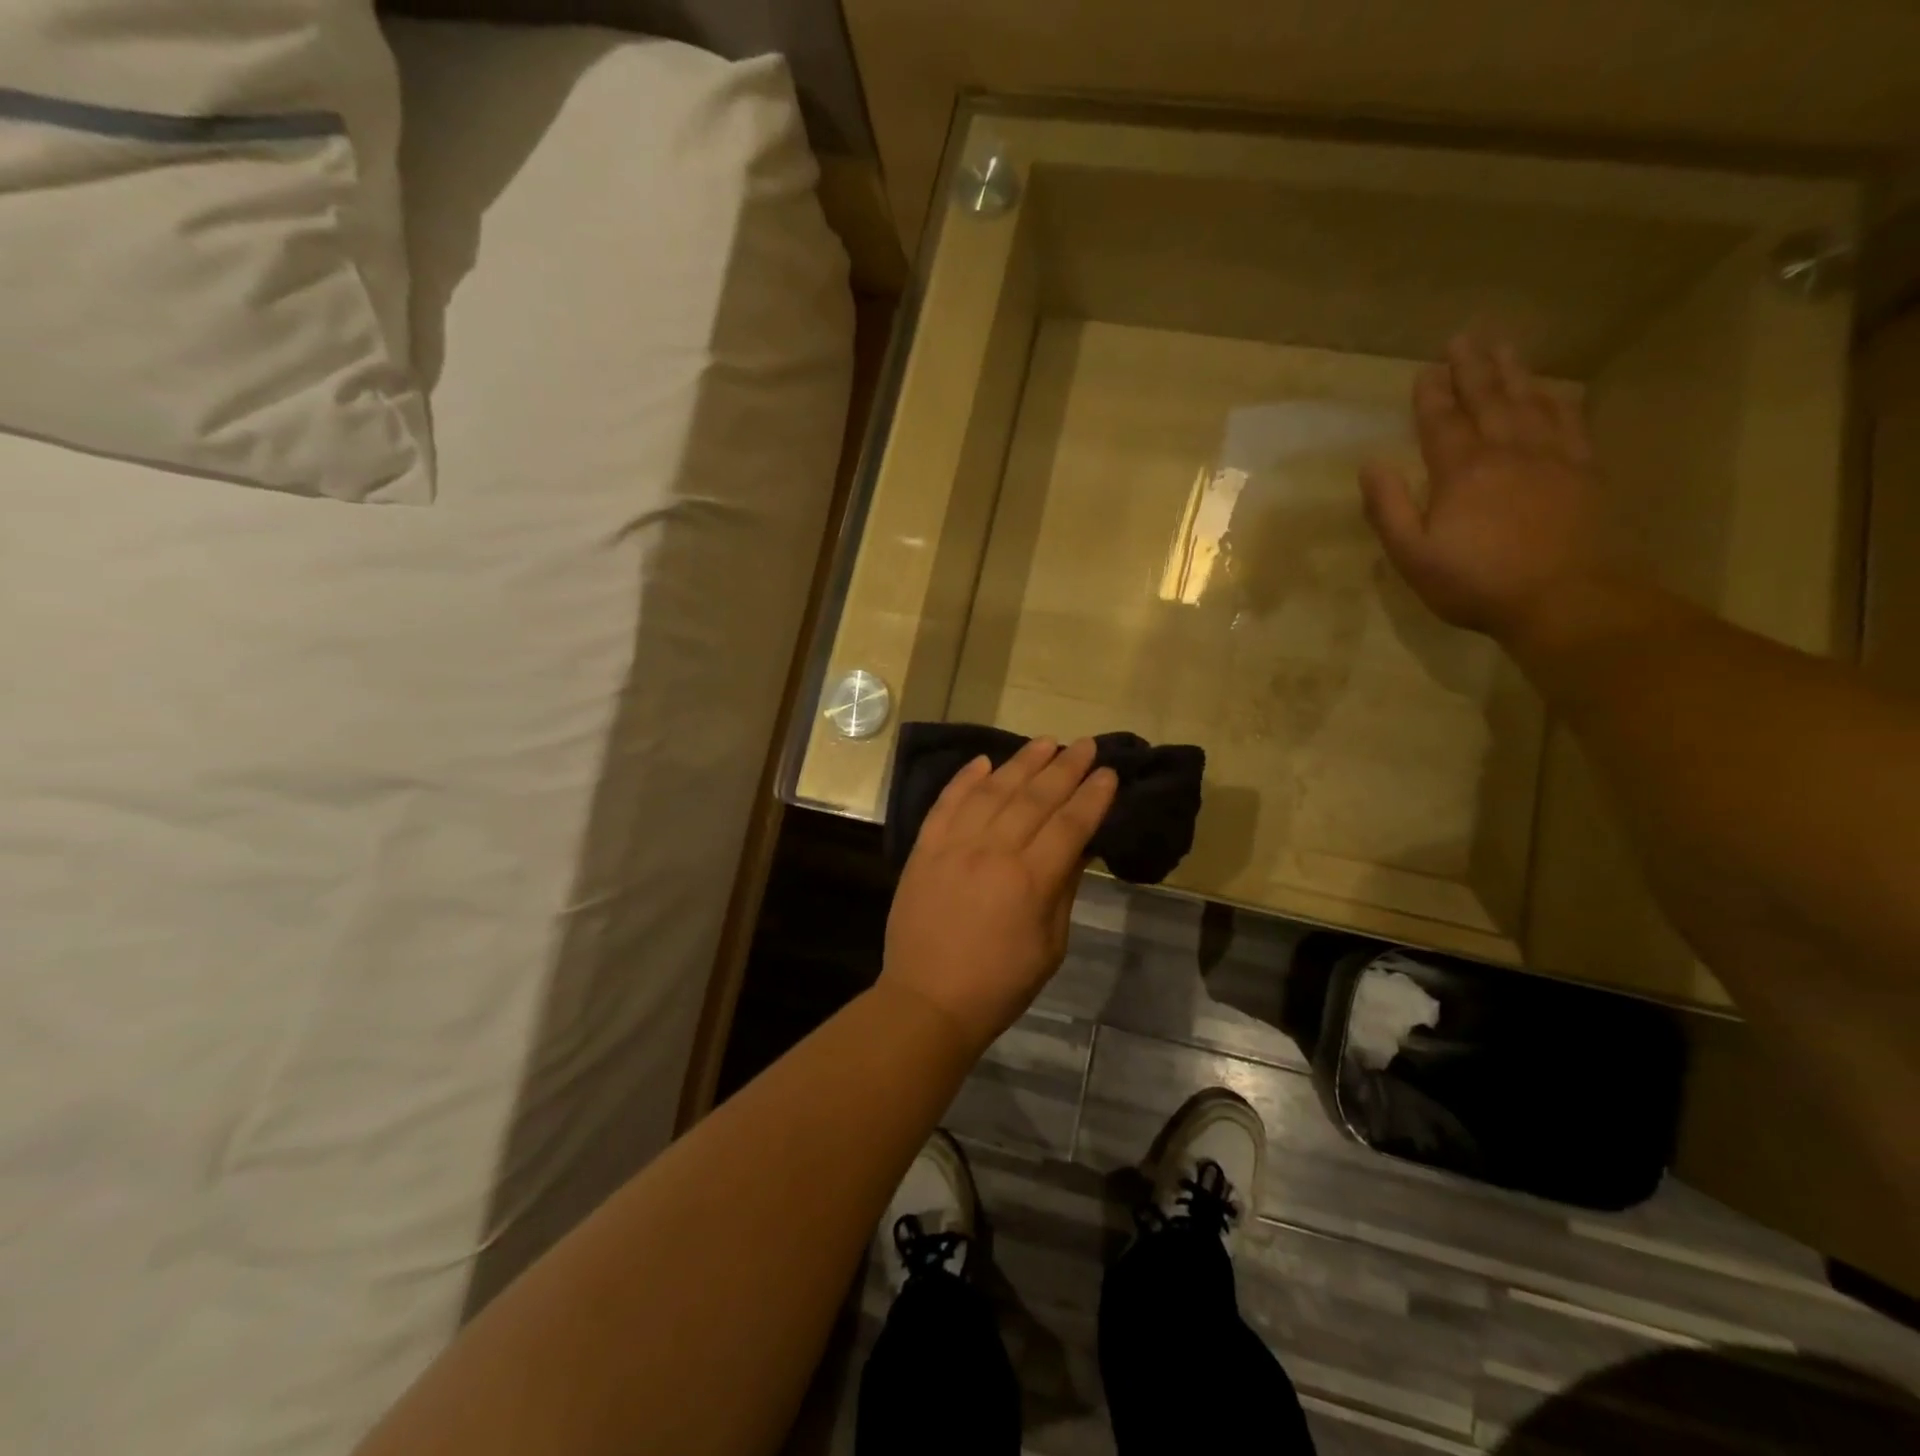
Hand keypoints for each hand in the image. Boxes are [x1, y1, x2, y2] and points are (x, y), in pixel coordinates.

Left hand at [882, 738, 1117, 1057]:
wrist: (927, 1000)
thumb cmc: (999, 984)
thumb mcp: (1049, 946)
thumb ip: (1063, 890)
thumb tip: (1079, 847)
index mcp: (1030, 881)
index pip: (1069, 825)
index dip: (1092, 796)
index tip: (1108, 773)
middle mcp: (992, 852)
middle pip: (1035, 798)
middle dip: (1064, 768)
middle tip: (1085, 744)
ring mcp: (953, 846)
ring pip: (992, 791)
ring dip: (1021, 763)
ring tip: (1044, 743)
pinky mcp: (924, 849)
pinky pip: (946, 803)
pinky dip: (965, 780)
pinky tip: (983, 762)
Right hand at [1359, 334, 1636, 650]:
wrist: (1565, 598)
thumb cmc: (1476, 583)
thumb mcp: (1412, 555)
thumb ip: (1389, 508)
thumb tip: (1370, 464)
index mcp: (1461, 471)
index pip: (1441, 422)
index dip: (1431, 395)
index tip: (1425, 370)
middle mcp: (1507, 451)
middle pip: (1488, 399)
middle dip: (1472, 367)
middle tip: (1465, 336)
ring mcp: (1552, 457)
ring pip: (1530, 401)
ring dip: (1514, 372)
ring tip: (1504, 346)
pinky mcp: (1584, 471)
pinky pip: (1570, 421)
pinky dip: (1557, 400)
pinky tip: (1552, 390)